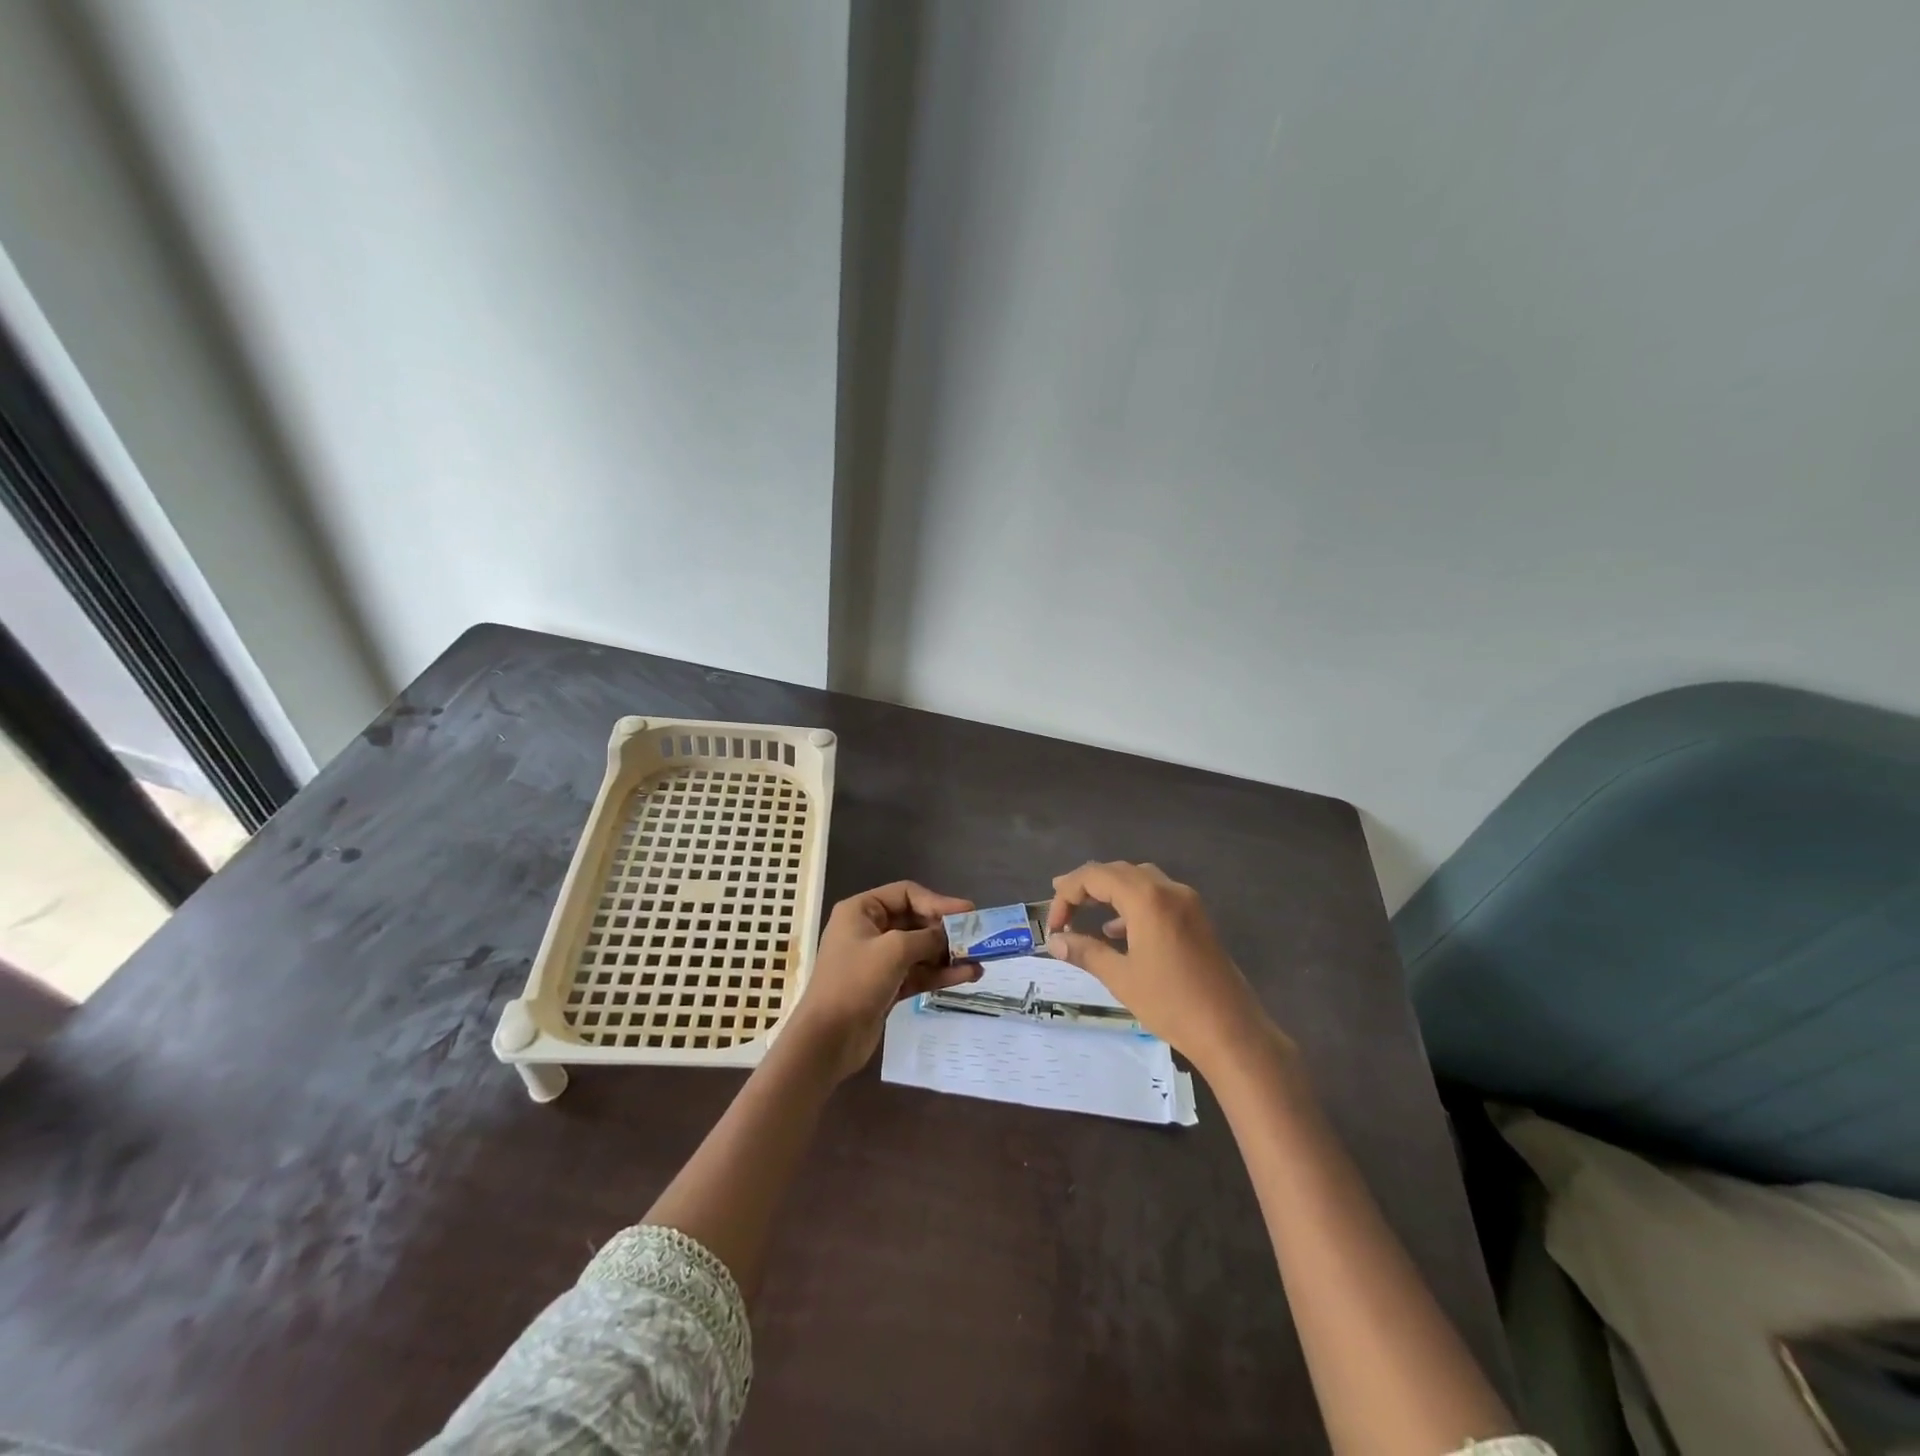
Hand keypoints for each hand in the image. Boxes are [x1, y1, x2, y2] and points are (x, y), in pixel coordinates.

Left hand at [784, 881, 981, 1081]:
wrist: (828, 1039)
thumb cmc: (855, 982)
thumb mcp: (894, 950)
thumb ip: (927, 938)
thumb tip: (950, 937)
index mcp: (861, 910)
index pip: (906, 894)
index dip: (938, 901)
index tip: (968, 913)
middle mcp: (869, 930)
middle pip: (916, 921)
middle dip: (946, 930)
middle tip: (977, 938)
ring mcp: (878, 960)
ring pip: (920, 950)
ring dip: (948, 955)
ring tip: (979, 961)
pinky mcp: (887, 986)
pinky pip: (918, 972)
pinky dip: (940, 973)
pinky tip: (967, 976)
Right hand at [1046, 861, 1284, 1074]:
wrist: (1232, 1031)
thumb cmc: (1171, 1003)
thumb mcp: (1121, 978)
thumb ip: (1085, 952)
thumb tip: (1054, 942)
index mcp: (1147, 899)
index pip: (1095, 876)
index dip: (1067, 894)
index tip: (1054, 926)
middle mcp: (1169, 890)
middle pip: (1118, 871)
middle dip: (1086, 886)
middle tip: (1061, 908)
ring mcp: (1187, 902)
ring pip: (1139, 880)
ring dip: (1110, 892)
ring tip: (1085, 914)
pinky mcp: (1197, 918)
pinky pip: (1158, 896)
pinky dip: (1133, 904)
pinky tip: (1119, 931)